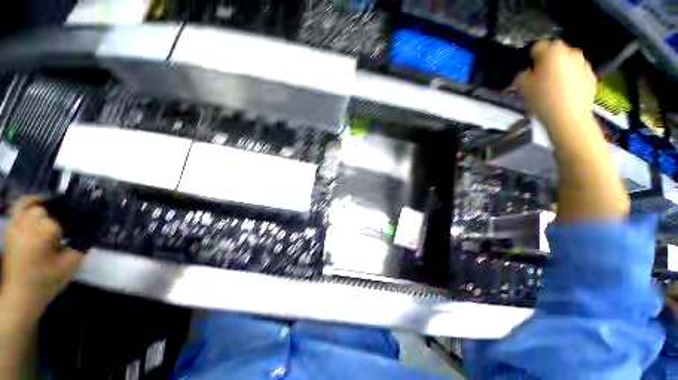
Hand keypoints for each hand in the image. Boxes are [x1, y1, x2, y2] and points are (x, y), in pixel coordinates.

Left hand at [1, 196, 83, 322]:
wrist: (20, 296)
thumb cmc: (47, 281)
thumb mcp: (70, 265)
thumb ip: (81, 245)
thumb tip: (90, 230)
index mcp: (40, 236)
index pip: (59, 221)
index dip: (71, 226)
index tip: (75, 235)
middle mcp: (25, 227)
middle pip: (44, 210)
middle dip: (56, 216)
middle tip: (64, 230)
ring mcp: (15, 228)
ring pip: (29, 205)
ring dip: (43, 207)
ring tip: (54, 212)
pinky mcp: (11, 230)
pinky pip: (18, 209)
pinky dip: (28, 204)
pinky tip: (37, 206)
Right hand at [515, 40, 596, 128]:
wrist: (569, 117)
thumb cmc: (543, 99)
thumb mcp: (522, 87)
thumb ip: (522, 76)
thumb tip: (528, 73)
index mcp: (552, 52)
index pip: (538, 47)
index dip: (531, 58)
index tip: (529, 70)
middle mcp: (570, 52)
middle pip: (556, 52)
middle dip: (549, 61)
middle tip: (542, 78)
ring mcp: (584, 64)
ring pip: (569, 62)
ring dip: (562, 69)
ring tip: (555, 86)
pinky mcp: (592, 77)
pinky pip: (578, 73)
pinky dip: (572, 79)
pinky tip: (566, 92)